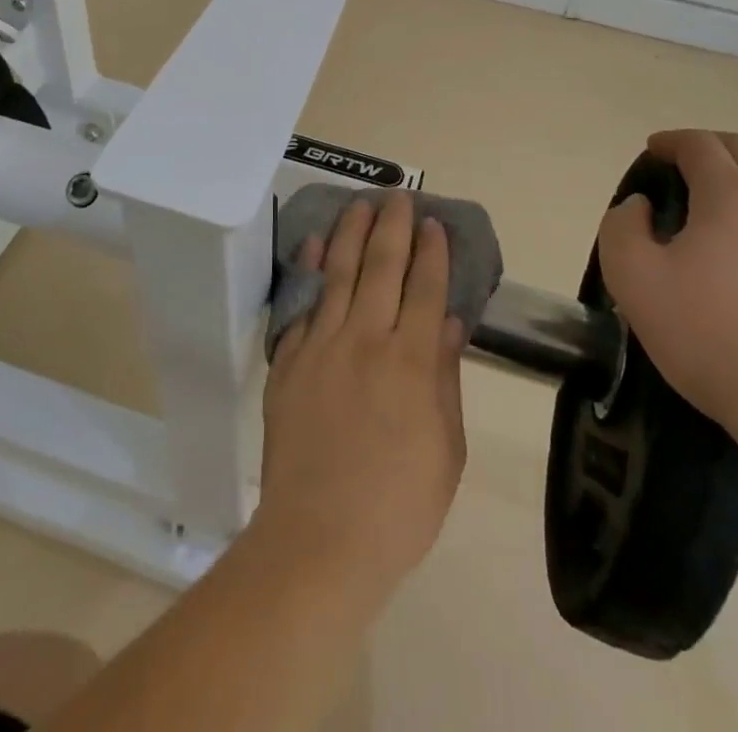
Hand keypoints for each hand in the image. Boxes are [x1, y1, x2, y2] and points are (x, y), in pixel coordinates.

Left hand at [254, 192, 467, 604]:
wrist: (319, 540)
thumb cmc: (398, 505)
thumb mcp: (446, 449)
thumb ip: (445, 378)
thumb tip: (448, 322)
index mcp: (411, 362)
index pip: (424, 288)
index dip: (431, 252)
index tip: (433, 223)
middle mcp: (366, 340)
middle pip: (382, 267)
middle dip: (393, 226)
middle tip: (397, 196)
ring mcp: (322, 347)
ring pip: (339, 273)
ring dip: (351, 233)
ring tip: (360, 204)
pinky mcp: (289, 361)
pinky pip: (301, 304)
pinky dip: (308, 269)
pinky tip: (313, 243)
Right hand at [598, 130, 737, 447]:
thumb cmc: (710, 338)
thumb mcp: (633, 281)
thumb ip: (621, 228)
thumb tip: (640, 205)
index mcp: (731, 197)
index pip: (700, 144)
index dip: (672, 141)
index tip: (655, 151)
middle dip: (713, 147)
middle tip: (689, 166)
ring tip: (735, 196)